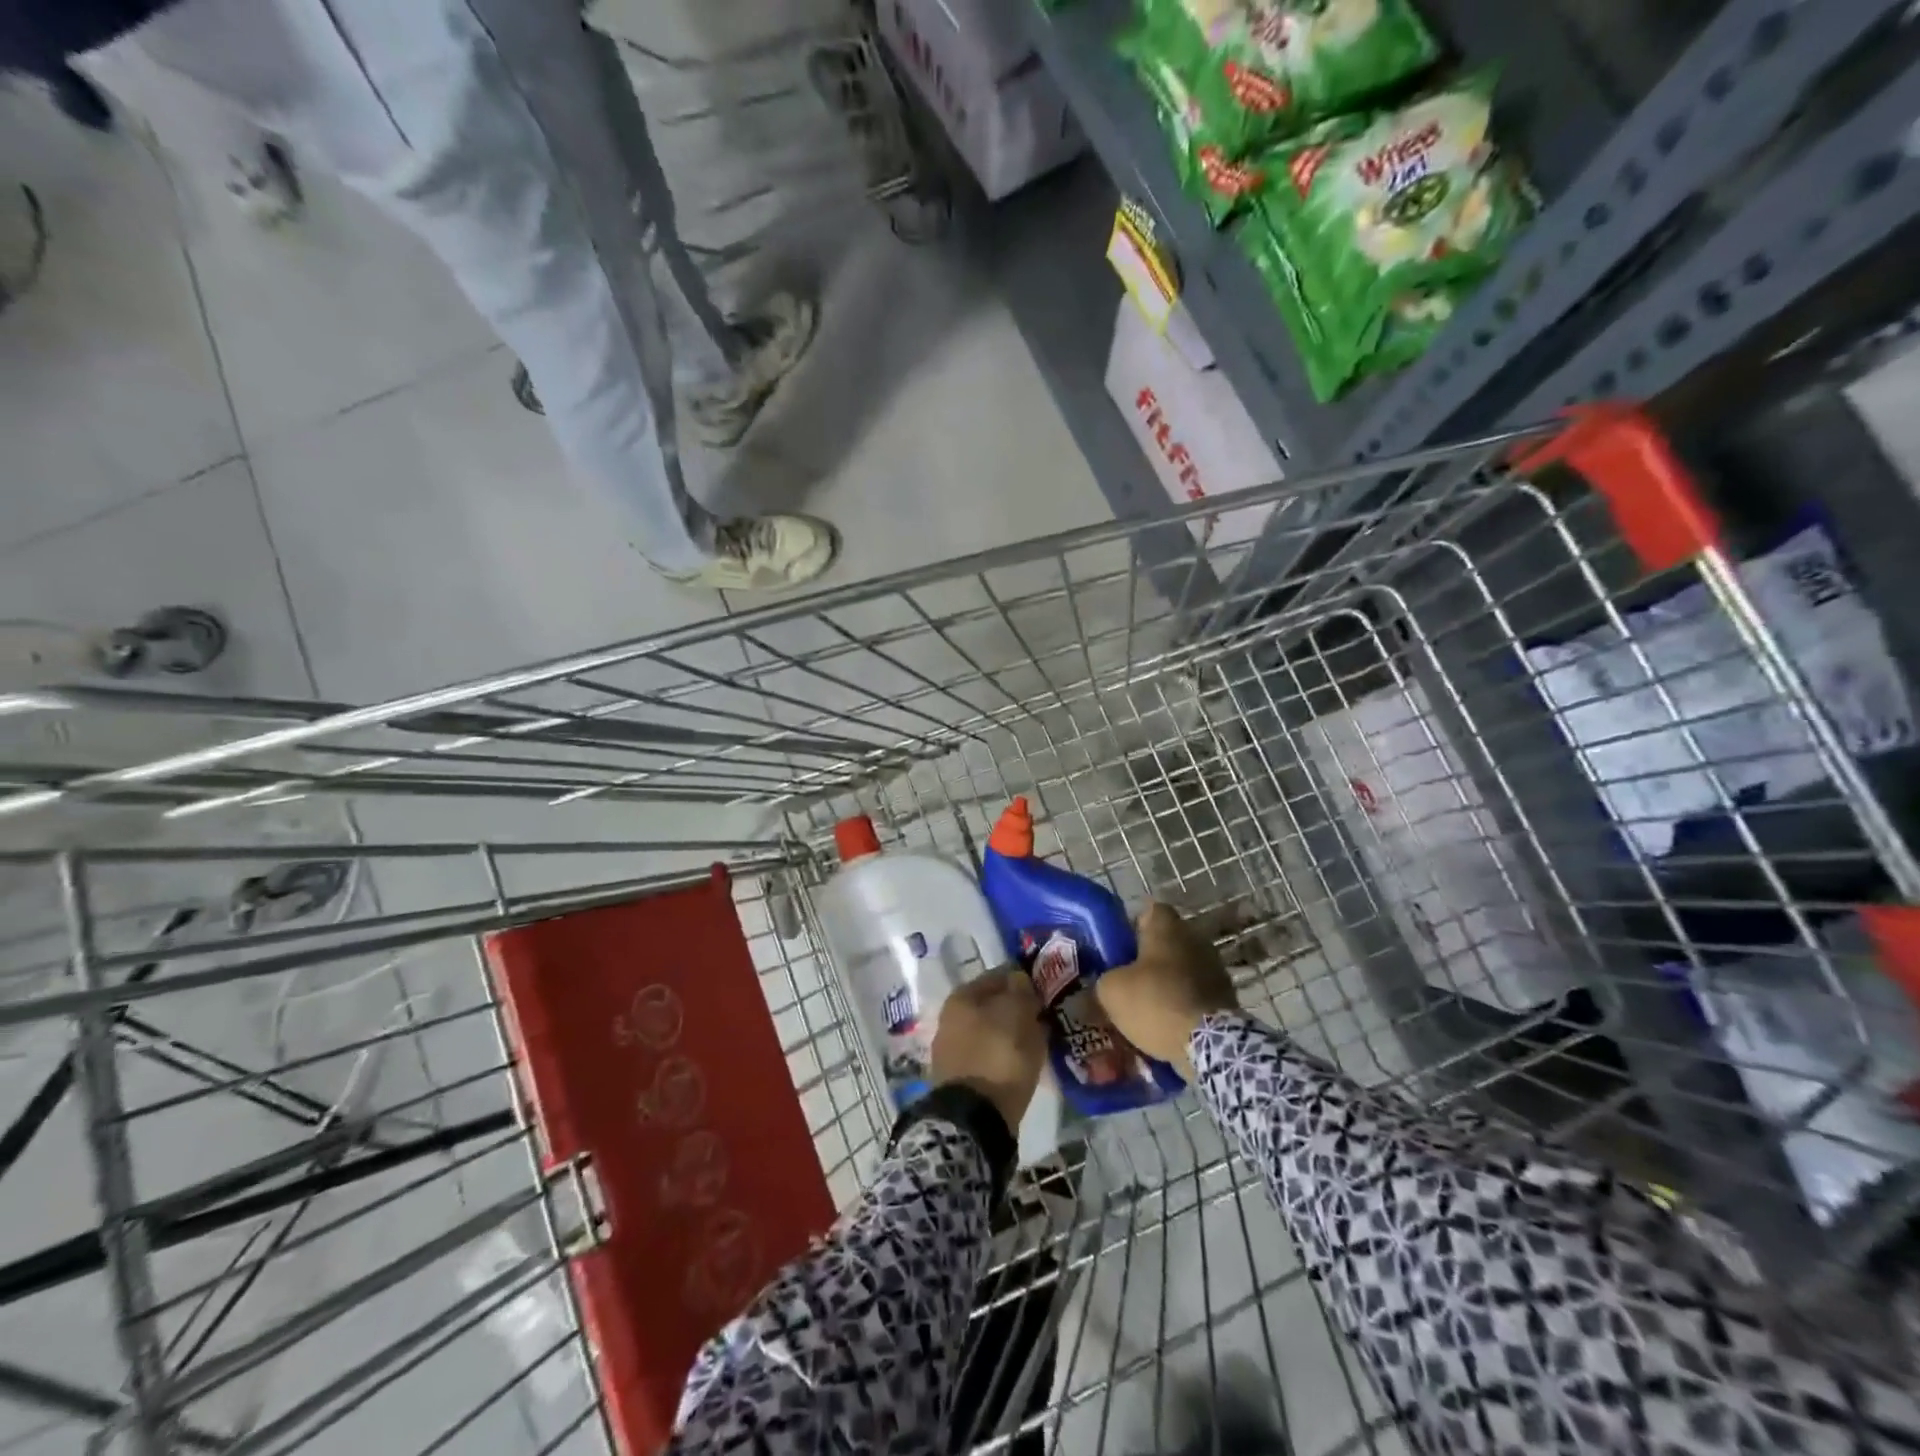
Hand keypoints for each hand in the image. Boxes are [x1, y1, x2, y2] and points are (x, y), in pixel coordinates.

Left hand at [930, 970, 1046, 1133]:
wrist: (975, 1119)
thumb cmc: (998, 1055)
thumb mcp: (1018, 1013)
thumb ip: (1020, 990)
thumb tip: (1019, 979)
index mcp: (961, 996)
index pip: (998, 976)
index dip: (1023, 980)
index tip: (1045, 990)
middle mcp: (951, 1018)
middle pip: (992, 1005)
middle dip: (1016, 1008)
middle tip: (1043, 1017)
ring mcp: (952, 1050)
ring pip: (991, 1031)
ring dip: (1011, 1033)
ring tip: (1038, 1042)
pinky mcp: (959, 1078)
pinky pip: (989, 1056)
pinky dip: (1004, 1057)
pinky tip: (1022, 1064)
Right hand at [1094, 903, 1238, 1079]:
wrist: (1209, 1044)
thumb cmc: (1155, 1002)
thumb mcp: (1110, 991)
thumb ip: (1102, 982)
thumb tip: (1100, 988)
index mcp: (1167, 926)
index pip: (1149, 911)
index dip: (1132, 927)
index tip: (1119, 948)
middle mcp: (1195, 937)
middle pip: (1166, 941)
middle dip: (1149, 958)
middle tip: (1128, 980)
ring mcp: (1215, 967)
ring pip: (1182, 968)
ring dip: (1168, 982)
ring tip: (1147, 1006)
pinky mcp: (1227, 996)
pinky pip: (1196, 993)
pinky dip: (1183, 1003)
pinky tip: (1167, 1023)